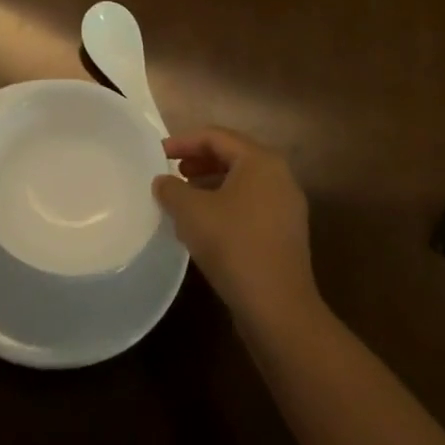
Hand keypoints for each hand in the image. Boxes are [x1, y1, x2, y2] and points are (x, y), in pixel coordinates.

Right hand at [154, 127, 318, 326]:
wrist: (278, 307)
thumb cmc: (233, 246)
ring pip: (241, 182)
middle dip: (199, 160)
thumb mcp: (190, 212)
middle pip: (232, 156)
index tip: (157, 154)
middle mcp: (279, 176)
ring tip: (184, 197)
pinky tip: (204, 224)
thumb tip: (162, 182)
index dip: (183, 141)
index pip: (216, 137)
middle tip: (173, 171)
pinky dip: (225, 204)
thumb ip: (171, 188)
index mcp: (260, 161)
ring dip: (210, 183)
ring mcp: (286, 206)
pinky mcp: (285, 233)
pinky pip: (250, 204)